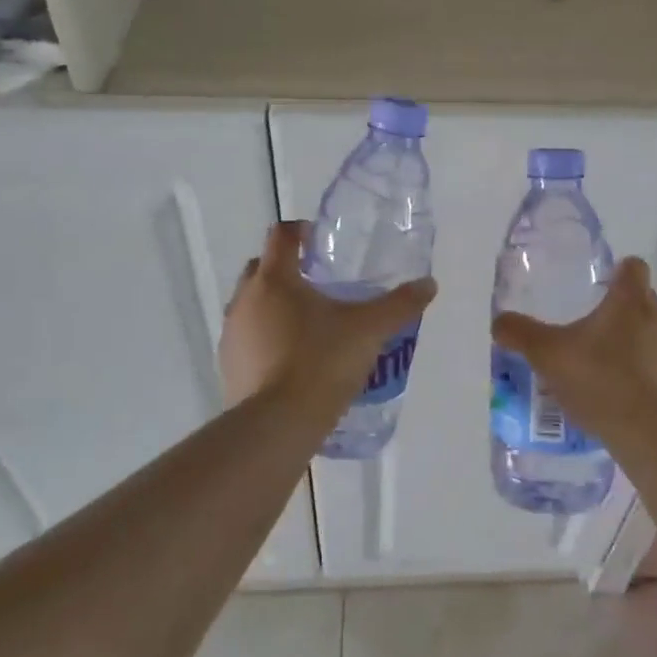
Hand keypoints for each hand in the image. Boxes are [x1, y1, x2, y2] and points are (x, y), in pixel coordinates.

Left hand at [220, 221, 436, 409]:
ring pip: (251, 305)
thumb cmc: (322, 362)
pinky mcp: (228, 366)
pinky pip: (247, 339)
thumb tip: (429, 284)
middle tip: (318, 282)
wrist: (277, 425)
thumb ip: (399, 305)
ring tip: (308, 324)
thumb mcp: (369, 330)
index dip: (301, 231)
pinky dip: (265, 338)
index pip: (282, 235)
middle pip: (262, 268)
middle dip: (286, 269)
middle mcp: (245, 299)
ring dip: (273, 305)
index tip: (321, 241)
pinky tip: (291, 359)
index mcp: (275, 279)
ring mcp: (231, 334)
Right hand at [491, 258, 656, 432]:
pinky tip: (631, 399)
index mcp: (630, 301)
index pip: (633, 267)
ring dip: (639, 346)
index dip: (619, 273)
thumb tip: (499, 322)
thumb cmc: (599, 380)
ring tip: (610, 370)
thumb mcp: (548, 355)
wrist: (649, 434)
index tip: (601, 287)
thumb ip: (521, 333)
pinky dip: (652, 377)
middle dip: (623, 313)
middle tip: (593, 334)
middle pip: (645, 302)